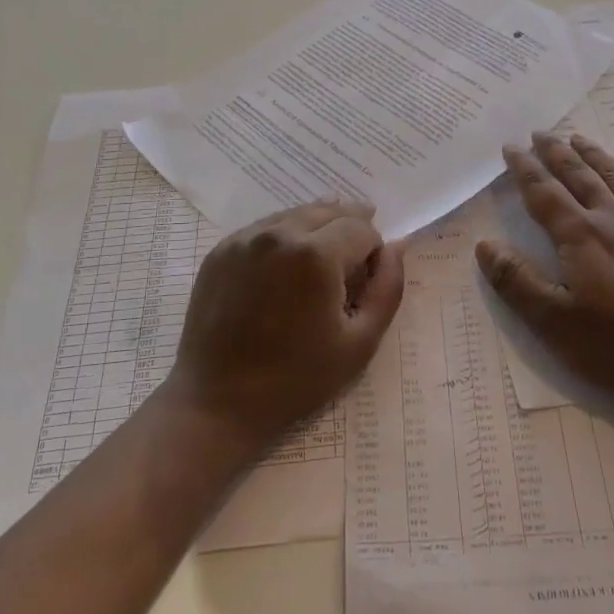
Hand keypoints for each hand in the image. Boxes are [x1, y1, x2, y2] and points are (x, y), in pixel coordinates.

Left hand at [168, 200, 404, 448]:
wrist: (217, 403)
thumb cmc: (296, 380)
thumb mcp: (360, 343)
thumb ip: (387, 288)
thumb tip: (397, 246)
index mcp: (316, 254)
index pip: (362, 228)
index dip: (374, 250)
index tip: (368, 279)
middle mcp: (279, 233)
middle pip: (330, 210)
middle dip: (348, 230)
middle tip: (351, 264)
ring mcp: (245, 238)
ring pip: (297, 215)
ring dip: (317, 229)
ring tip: (321, 263)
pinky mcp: (222, 249)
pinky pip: (265, 228)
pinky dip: (284, 237)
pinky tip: (285, 268)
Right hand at [477, 133, 613, 415]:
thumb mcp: (555, 322)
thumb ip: (517, 281)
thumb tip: (484, 245)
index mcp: (580, 235)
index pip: (544, 192)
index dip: (525, 169)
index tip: (511, 147)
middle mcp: (613, 218)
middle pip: (579, 175)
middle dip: (556, 152)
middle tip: (540, 133)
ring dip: (594, 155)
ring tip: (578, 138)